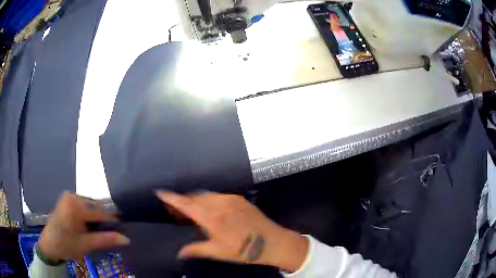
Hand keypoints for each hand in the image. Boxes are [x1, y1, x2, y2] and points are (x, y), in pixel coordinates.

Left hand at [38, 191, 129, 260]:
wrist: (49, 244)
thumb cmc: (66, 245)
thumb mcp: (86, 244)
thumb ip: (105, 239)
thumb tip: (126, 239)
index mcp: (75, 206)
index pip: (100, 212)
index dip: (112, 222)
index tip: (122, 231)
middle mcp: (72, 196)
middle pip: (95, 207)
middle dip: (103, 220)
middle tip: (108, 234)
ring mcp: (69, 196)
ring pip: (90, 206)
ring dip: (96, 218)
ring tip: (97, 232)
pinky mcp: (67, 199)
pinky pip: (83, 205)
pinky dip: (89, 215)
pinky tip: (88, 226)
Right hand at [157, 191, 307, 271]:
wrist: (272, 242)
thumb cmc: (244, 250)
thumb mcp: (218, 252)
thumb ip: (196, 250)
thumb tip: (179, 253)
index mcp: (212, 218)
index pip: (186, 204)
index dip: (172, 198)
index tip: (160, 192)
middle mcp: (220, 204)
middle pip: (195, 197)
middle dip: (183, 201)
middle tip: (177, 211)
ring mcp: (231, 199)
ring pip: (206, 194)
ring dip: (196, 200)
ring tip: (192, 211)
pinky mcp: (239, 198)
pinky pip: (217, 195)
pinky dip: (208, 199)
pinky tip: (210, 210)